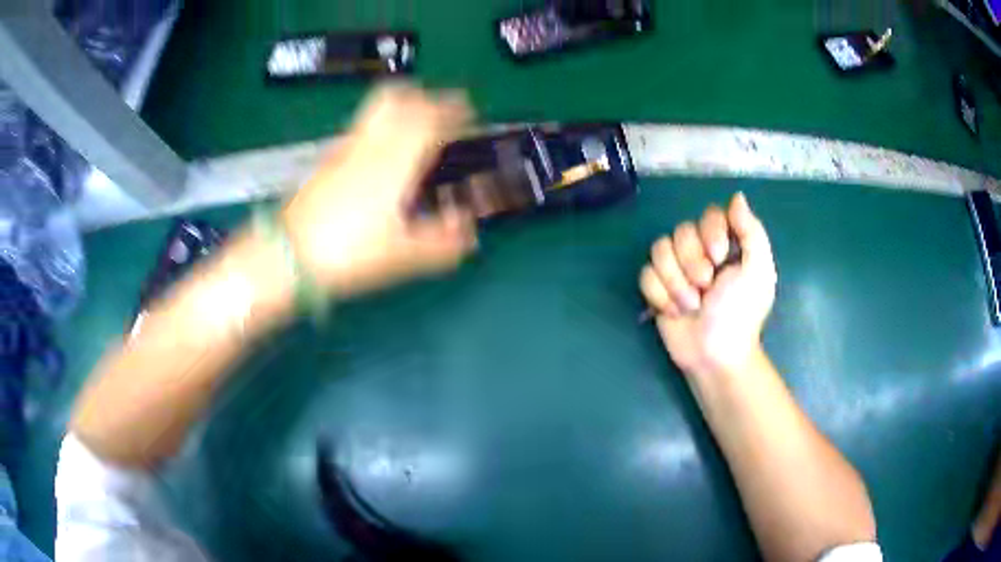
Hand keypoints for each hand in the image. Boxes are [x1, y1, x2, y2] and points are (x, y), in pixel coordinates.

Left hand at [281, 84, 476, 298]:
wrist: (288, 254)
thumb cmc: (348, 252)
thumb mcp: (403, 255)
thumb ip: (443, 242)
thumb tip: (469, 228)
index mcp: (396, 160)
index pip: (430, 117)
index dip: (454, 110)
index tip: (469, 112)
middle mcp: (371, 144)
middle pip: (400, 98)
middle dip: (427, 97)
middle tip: (443, 110)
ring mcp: (346, 148)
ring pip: (377, 108)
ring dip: (403, 105)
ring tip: (415, 120)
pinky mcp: (329, 159)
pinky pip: (362, 126)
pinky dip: (381, 125)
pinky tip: (383, 149)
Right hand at [639, 193, 776, 378]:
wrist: (715, 355)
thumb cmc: (741, 314)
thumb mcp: (758, 272)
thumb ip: (752, 232)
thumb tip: (737, 196)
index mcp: (727, 244)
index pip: (709, 215)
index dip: (710, 233)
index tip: (720, 257)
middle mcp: (700, 251)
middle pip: (681, 232)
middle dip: (692, 263)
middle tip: (706, 288)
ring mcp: (676, 269)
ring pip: (659, 250)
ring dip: (676, 282)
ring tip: (691, 305)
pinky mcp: (657, 287)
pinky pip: (645, 274)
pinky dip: (659, 295)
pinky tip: (674, 312)